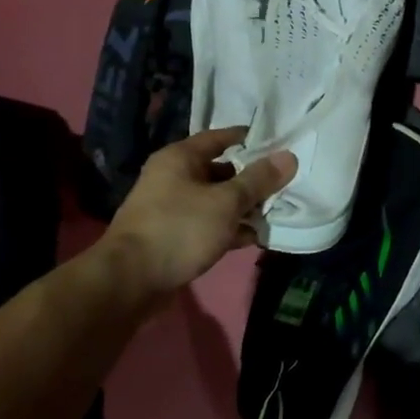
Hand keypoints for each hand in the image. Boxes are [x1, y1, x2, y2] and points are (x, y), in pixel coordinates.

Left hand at [98, 127, 296, 295]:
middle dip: (251, 179)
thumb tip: (289, 156)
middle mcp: (172, 177)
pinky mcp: (173, 235)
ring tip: (275, 213)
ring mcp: (171, 207)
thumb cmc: (180, 229)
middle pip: (220, 170)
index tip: (278, 143)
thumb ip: (259, 180)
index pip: (219, 137)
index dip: (248, 139)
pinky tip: (253, 238)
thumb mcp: (226, 202)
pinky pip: (208, 223)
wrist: (130, 281)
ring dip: (242, 207)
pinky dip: (229, 228)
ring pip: (216, 200)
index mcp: (180, 158)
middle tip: (283, 184)